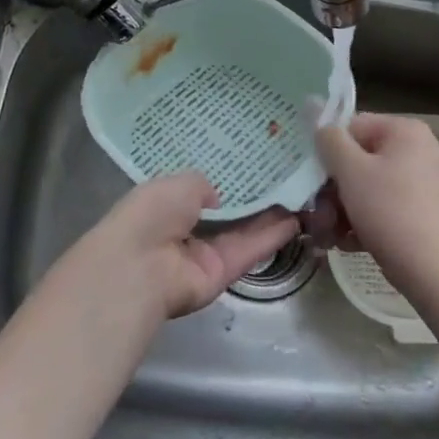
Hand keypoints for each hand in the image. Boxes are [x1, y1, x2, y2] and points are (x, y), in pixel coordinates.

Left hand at [70, 172, 298, 321]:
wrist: (140, 266)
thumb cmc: (151, 214)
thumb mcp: (178, 182)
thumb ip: (202, 185)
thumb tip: (216, 197)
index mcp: (166, 204)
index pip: (198, 192)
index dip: (223, 180)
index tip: (250, 164)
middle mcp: (185, 230)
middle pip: (225, 214)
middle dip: (252, 199)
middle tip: (284, 179)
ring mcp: (204, 255)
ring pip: (242, 233)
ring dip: (269, 217)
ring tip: (298, 197)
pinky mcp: (222, 274)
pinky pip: (248, 251)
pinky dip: (271, 237)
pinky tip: (295, 220)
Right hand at [308, 113, 438, 298]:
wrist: (431, 269)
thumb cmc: (388, 210)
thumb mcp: (350, 170)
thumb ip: (329, 139)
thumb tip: (319, 118)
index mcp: (406, 131)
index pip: (353, 127)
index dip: (329, 152)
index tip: (315, 179)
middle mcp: (421, 149)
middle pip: (361, 160)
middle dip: (334, 190)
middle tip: (319, 214)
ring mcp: (427, 181)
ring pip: (371, 186)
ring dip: (344, 208)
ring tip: (330, 234)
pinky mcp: (427, 210)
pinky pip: (387, 205)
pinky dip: (366, 219)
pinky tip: (349, 241)